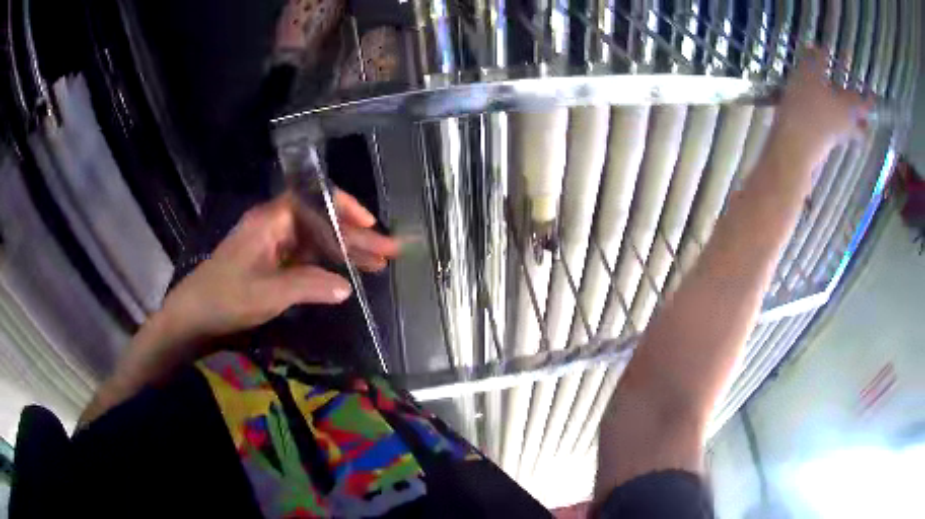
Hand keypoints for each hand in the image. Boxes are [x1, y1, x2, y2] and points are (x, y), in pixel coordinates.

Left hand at [160, 190, 400, 342]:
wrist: (194, 314)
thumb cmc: (226, 297)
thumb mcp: (268, 293)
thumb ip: (309, 286)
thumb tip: (346, 286)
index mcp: (271, 220)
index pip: (315, 199)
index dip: (345, 208)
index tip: (370, 224)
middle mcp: (275, 225)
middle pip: (322, 222)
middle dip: (354, 236)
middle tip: (388, 252)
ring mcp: (274, 243)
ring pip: (316, 240)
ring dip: (345, 251)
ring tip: (378, 264)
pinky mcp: (272, 261)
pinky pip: (306, 256)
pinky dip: (327, 264)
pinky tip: (347, 274)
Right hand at [771, 46, 873, 169]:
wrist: (794, 145)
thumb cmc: (806, 107)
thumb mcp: (809, 74)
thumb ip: (817, 59)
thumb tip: (820, 47)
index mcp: (849, 107)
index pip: (866, 103)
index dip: (870, 97)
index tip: (873, 93)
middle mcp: (848, 124)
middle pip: (861, 125)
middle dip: (863, 118)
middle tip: (861, 109)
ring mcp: (836, 137)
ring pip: (849, 130)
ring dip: (849, 121)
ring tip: (840, 109)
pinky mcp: (825, 143)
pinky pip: (835, 133)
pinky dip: (834, 124)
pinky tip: (823, 114)